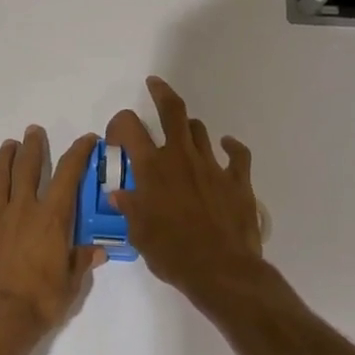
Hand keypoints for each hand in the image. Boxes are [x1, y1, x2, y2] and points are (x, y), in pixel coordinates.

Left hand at [0, 125, 104, 339]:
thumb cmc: (38, 302)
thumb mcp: (70, 286)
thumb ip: (81, 262)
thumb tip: (98, 251)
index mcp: (52, 219)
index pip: (68, 175)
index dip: (78, 153)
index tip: (86, 139)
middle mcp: (23, 209)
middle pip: (27, 168)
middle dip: (33, 146)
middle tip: (33, 132)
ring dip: (4, 158)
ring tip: (8, 145)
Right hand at [106, 77, 263, 300]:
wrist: (221, 270)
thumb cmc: (172, 253)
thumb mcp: (139, 234)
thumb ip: (129, 208)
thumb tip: (119, 194)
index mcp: (152, 168)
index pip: (130, 127)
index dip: (119, 124)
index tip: (116, 137)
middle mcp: (181, 157)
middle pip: (173, 111)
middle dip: (161, 93)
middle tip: (154, 84)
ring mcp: (212, 166)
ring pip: (200, 130)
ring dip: (189, 129)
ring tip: (183, 134)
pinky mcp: (238, 180)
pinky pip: (237, 154)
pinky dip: (231, 146)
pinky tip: (227, 145)